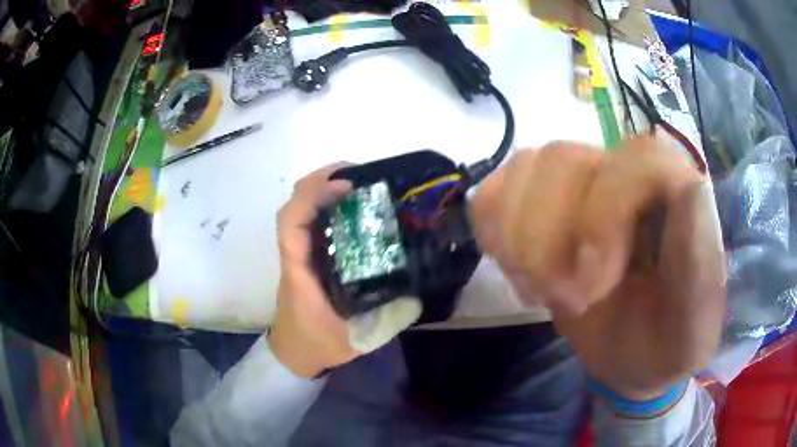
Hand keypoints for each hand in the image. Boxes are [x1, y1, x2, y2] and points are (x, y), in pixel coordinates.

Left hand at [270, 165, 421, 377]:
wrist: (294, 352)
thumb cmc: (317, 344)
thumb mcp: (355, 337)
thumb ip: (387, 318)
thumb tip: (417, 291)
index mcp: (300, 271)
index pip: (291, 222)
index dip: (313, 195)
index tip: (346, 186)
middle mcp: (296, 255)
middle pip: (294, 204)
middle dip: (321, 180)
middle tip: (360, 174)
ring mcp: (300, 254)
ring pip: (302, 209)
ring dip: (325, 188)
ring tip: (361, 184)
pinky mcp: (308, 257)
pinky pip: (313, 222)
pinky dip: (330, 206)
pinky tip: (357, 211)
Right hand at [471, 135, 725, 399]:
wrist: (638, 357)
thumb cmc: (668, 343)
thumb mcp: (695, 325)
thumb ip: (703, 264)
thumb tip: (693, 188)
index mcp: (674, 196)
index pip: (635, 157)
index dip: (605, 213)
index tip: (592, 286)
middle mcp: (627, 174)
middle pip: (564, 160)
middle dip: (551, 239)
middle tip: (566, 300)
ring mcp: (583, 186)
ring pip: (527, 169)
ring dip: (519, 239)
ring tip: (538, 288)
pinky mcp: (545, 206)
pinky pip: (500, 189)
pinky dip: (494, 227)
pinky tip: (514, 267)